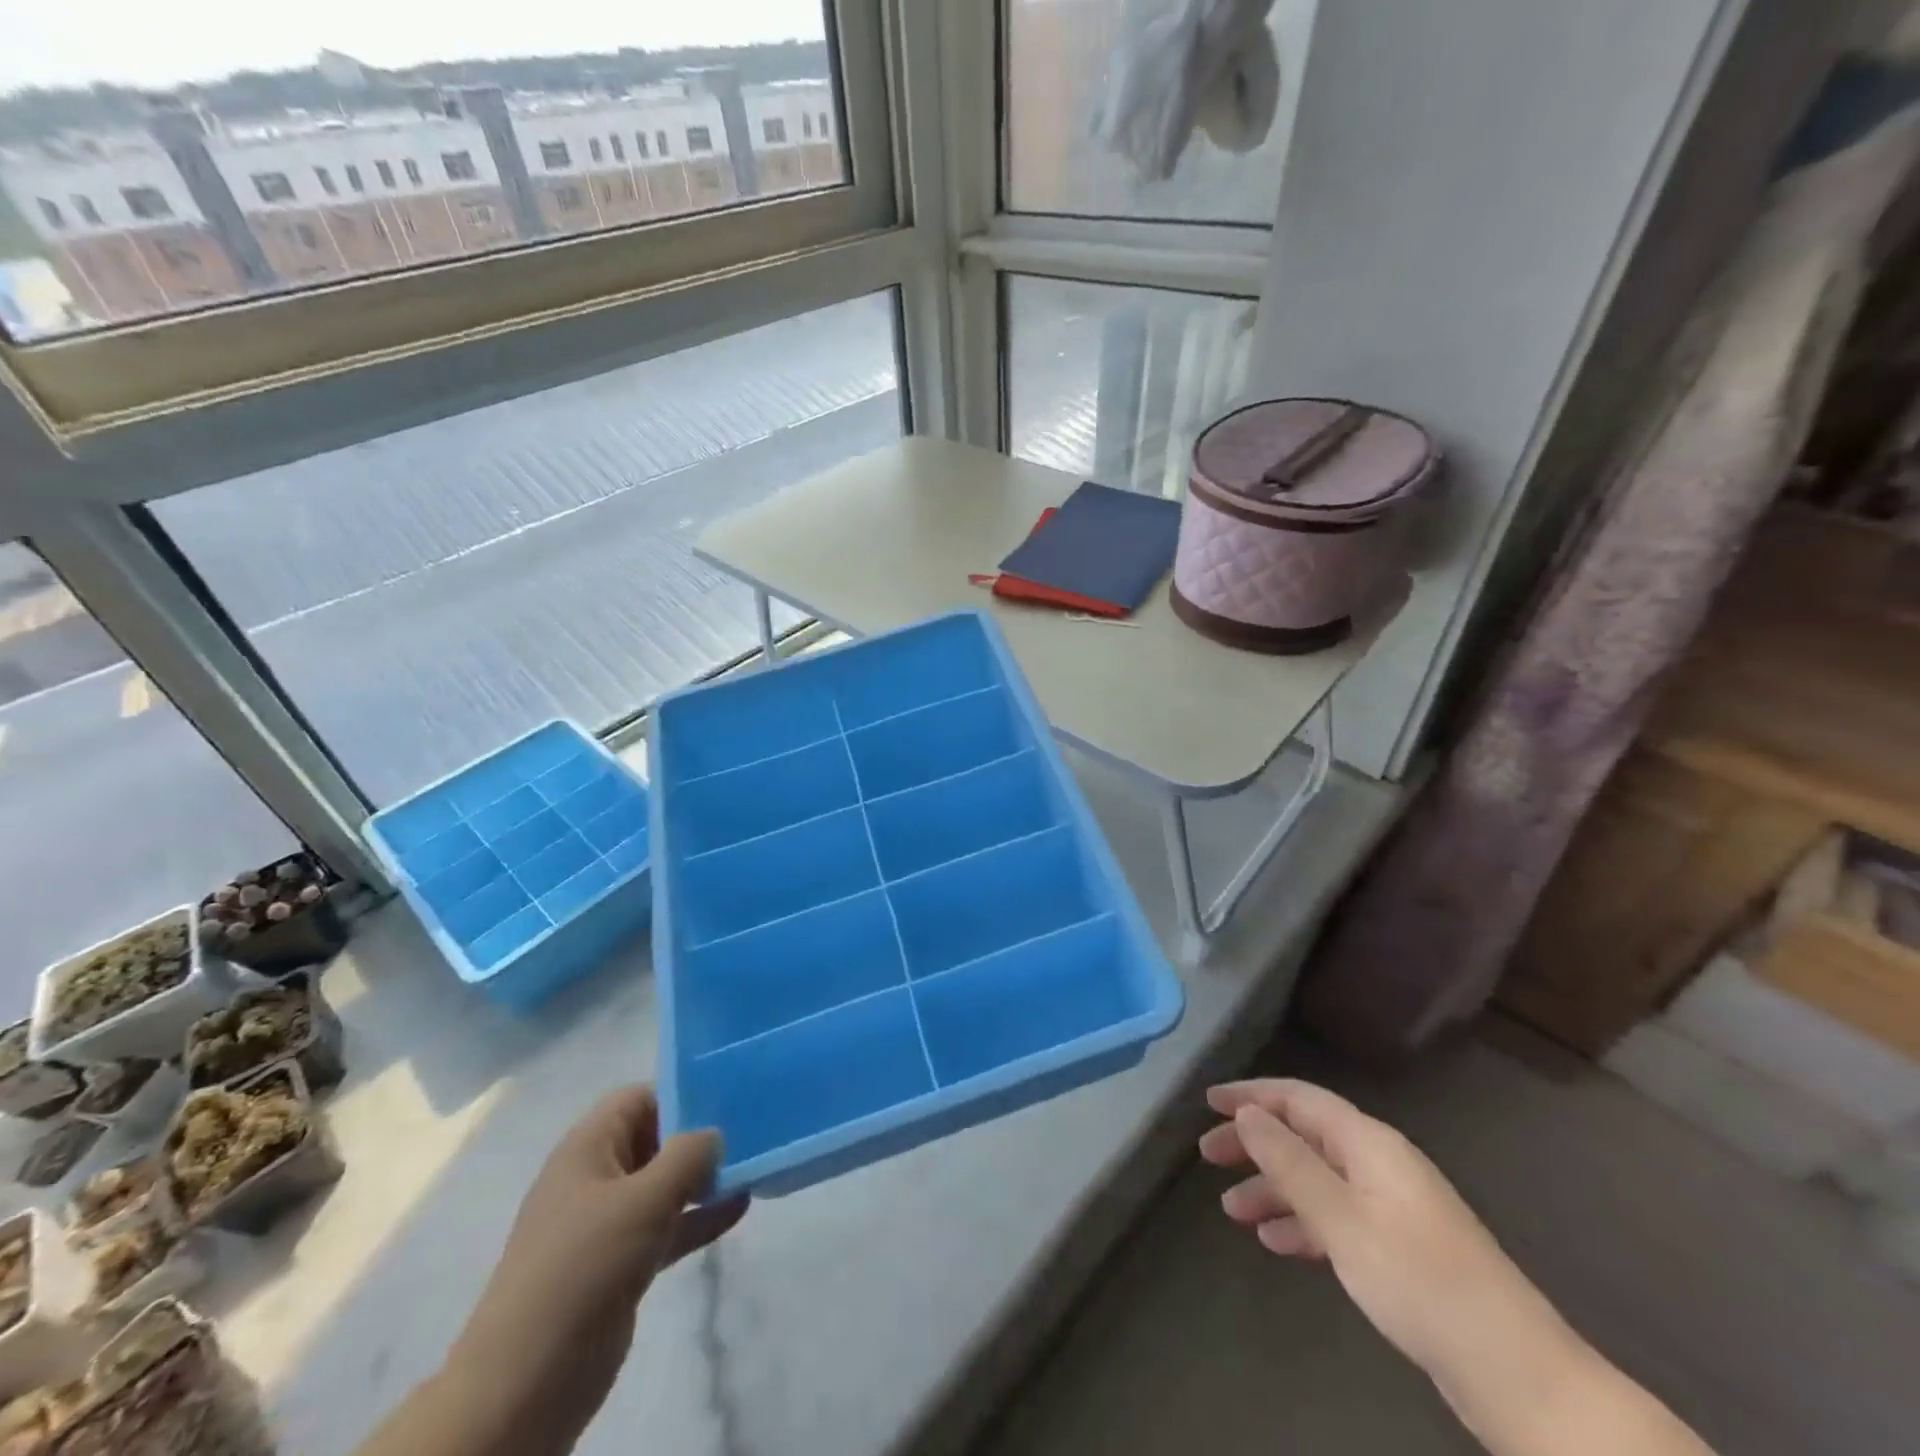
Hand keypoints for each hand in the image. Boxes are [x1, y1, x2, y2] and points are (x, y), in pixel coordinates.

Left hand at [448, 1086, 747, 1450]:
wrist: (527, 1382)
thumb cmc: (584, 1267)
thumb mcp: (644, 1200)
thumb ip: (687, 1156)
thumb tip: (714, 1134)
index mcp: (586, 1149)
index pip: (637, 1099)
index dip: (678, 1094)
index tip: (724, 1100)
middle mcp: (594, 1178)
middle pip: (652, 1139)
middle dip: (696, 1136)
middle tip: (747, 1133)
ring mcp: (604, 1224)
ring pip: (661, 1185)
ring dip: (702, 1178)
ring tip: (750, 1168)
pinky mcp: (617, 1264)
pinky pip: (664, 1226)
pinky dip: (696, 1217)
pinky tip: (738, 1209)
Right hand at [1199, 1080, 1576, 1414]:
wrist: (1514, 1371)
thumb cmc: (1418, 1280)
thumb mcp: (1341, 1219)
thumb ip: (1290, 1162)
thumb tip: (1248, 1113)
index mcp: (1369, 1143)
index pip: (1298, 1098)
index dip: (1251, 1095)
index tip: (1209, 1102)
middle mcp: (1379, 1163)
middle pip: (1304, 1136)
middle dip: (1255, 1142)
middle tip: (1208, 1156)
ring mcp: (1392, 1205)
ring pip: (1317, 1179)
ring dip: (1273, 1188)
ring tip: (1232, 1210)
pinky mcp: (1400, 1247)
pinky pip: (1337, 1216)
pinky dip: (1303, 1222)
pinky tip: (1278, 1243)